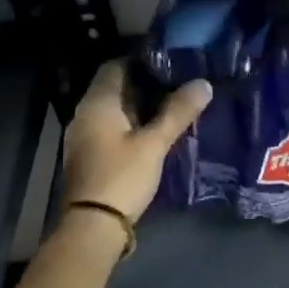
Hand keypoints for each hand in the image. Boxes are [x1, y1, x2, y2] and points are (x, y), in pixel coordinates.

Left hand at [61, 61, 211, 223]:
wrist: (93, 226)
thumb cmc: (122, 177)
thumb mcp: (154, 143)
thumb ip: (178, 112)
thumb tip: (203, 83)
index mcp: (97, 103)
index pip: (115, 66)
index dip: (141, 61)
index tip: (169, 62)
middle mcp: (85, 114)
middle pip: (114, 88)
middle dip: (144, 84)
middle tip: (177, 83)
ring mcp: (84, 137)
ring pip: (114, 110)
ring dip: (139, 106)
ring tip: (172, 106)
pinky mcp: (89, 156)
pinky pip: (111, 128)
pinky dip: (131, 124)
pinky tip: (154, 132)